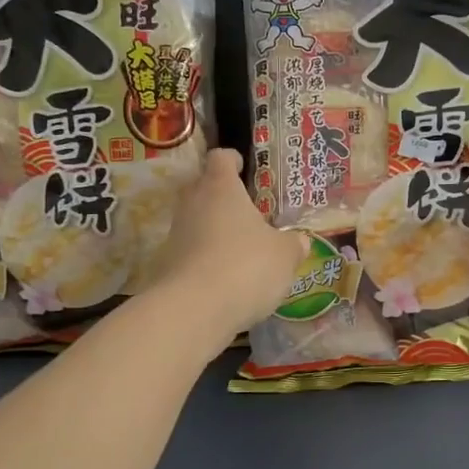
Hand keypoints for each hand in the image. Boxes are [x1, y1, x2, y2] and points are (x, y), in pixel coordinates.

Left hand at [151, 148, 306, 337]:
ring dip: (214, 229)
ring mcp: (176, 234)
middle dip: (221, 194)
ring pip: (195, 220)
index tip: (242, 166)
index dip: (232, 159)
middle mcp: (193, 203)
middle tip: (245, 209)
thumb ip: (294, 245)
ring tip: (240, 246)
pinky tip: (226, 276)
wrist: (194, 310)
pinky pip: (191, 251)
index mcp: (221, 188)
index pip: (220, 158)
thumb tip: (300, 241)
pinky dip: (206, 258)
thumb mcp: (285, 256)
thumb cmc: (246, 267)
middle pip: (202, 186)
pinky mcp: (168, 264)